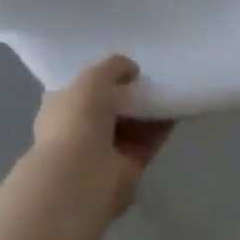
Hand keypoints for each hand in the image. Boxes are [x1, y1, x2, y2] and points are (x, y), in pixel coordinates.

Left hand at [33, 55, 173, 216]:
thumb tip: (132, 70)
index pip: (81, 86)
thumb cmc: (76, 120)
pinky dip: (163, 124)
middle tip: (151, 71)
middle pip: (109, 104)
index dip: (101, 74)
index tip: (123, 62)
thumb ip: (113, 66)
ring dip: (148, 106)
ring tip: (170, 83)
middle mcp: (80, 128)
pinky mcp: (128, 166)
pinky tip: (178, 105)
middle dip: (129, 90)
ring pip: (131, 122)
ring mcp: (104, 150)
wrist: (81, 177)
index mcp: (60, 106)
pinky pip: (149, 139)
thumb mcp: (92, 77)